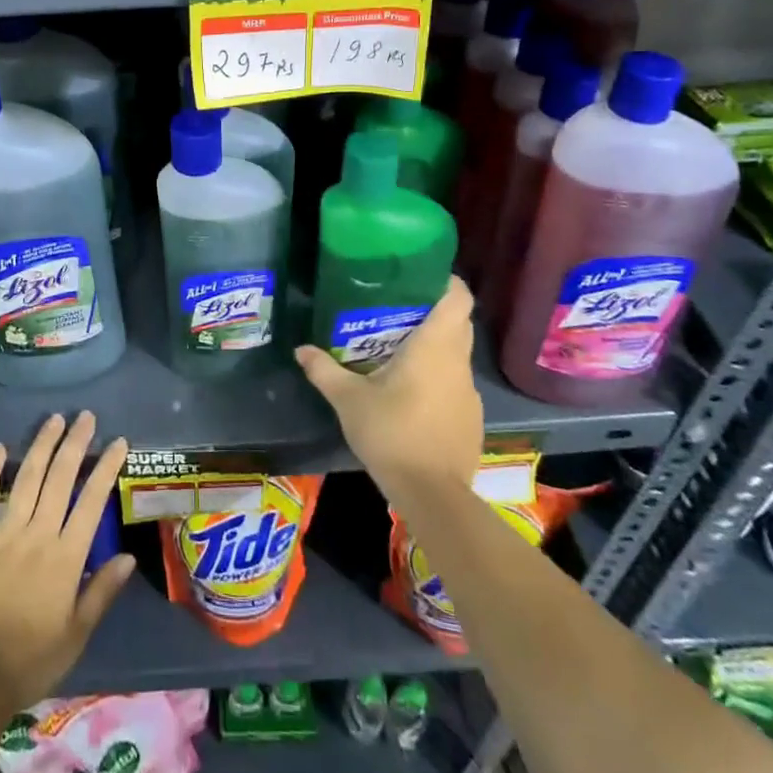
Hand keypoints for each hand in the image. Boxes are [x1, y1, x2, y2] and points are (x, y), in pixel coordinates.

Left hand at [0, 412, 134, 716]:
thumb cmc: (29, 662)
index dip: (106, 469)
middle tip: (86, 417)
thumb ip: (101, 592)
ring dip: (42, 447)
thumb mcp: (75, 635)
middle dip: (75, 444)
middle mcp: (37, 536)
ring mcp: (3, 535)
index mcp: (65, 558)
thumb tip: (127, 556)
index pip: (91, 502)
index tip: (118, 442)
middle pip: (60, 479)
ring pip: (27, 480)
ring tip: (54, 420)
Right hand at [295, 276, 481, 505]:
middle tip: (398, 308)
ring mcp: (469, 392)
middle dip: (433, 311)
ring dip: (436, 346)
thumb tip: (300, 349)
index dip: (445, 281)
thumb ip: (324, 370)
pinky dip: (439, 377)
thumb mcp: (348, 400)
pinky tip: (412, 393)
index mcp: (435, 347)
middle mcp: (458, 362)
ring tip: (399, 348)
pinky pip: (456, 383)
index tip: (420, 276)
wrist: (433, 496)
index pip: (458, 298)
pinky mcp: (471, 418)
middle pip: (458, 322)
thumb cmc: (392, 433)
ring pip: (457, 354)